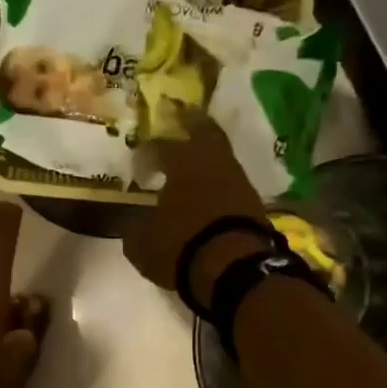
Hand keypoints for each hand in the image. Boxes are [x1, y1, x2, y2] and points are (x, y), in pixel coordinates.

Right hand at [123, 113, 268, 310]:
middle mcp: (213, 162)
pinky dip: (219, 186)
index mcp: (182, 163)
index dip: (149, 150)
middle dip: (192, 126)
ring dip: (207, 160)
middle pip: (205, 132)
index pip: (161, 146)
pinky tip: (209, 196)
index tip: (139, 157)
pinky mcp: (254, 203)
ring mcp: (238, 181)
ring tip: (194, 167)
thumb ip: (134, 228)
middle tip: (184, 120)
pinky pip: (231, 185)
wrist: (235, 267)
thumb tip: (131, 222)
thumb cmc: (182, 246)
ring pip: (221, 158)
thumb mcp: (142, 244)